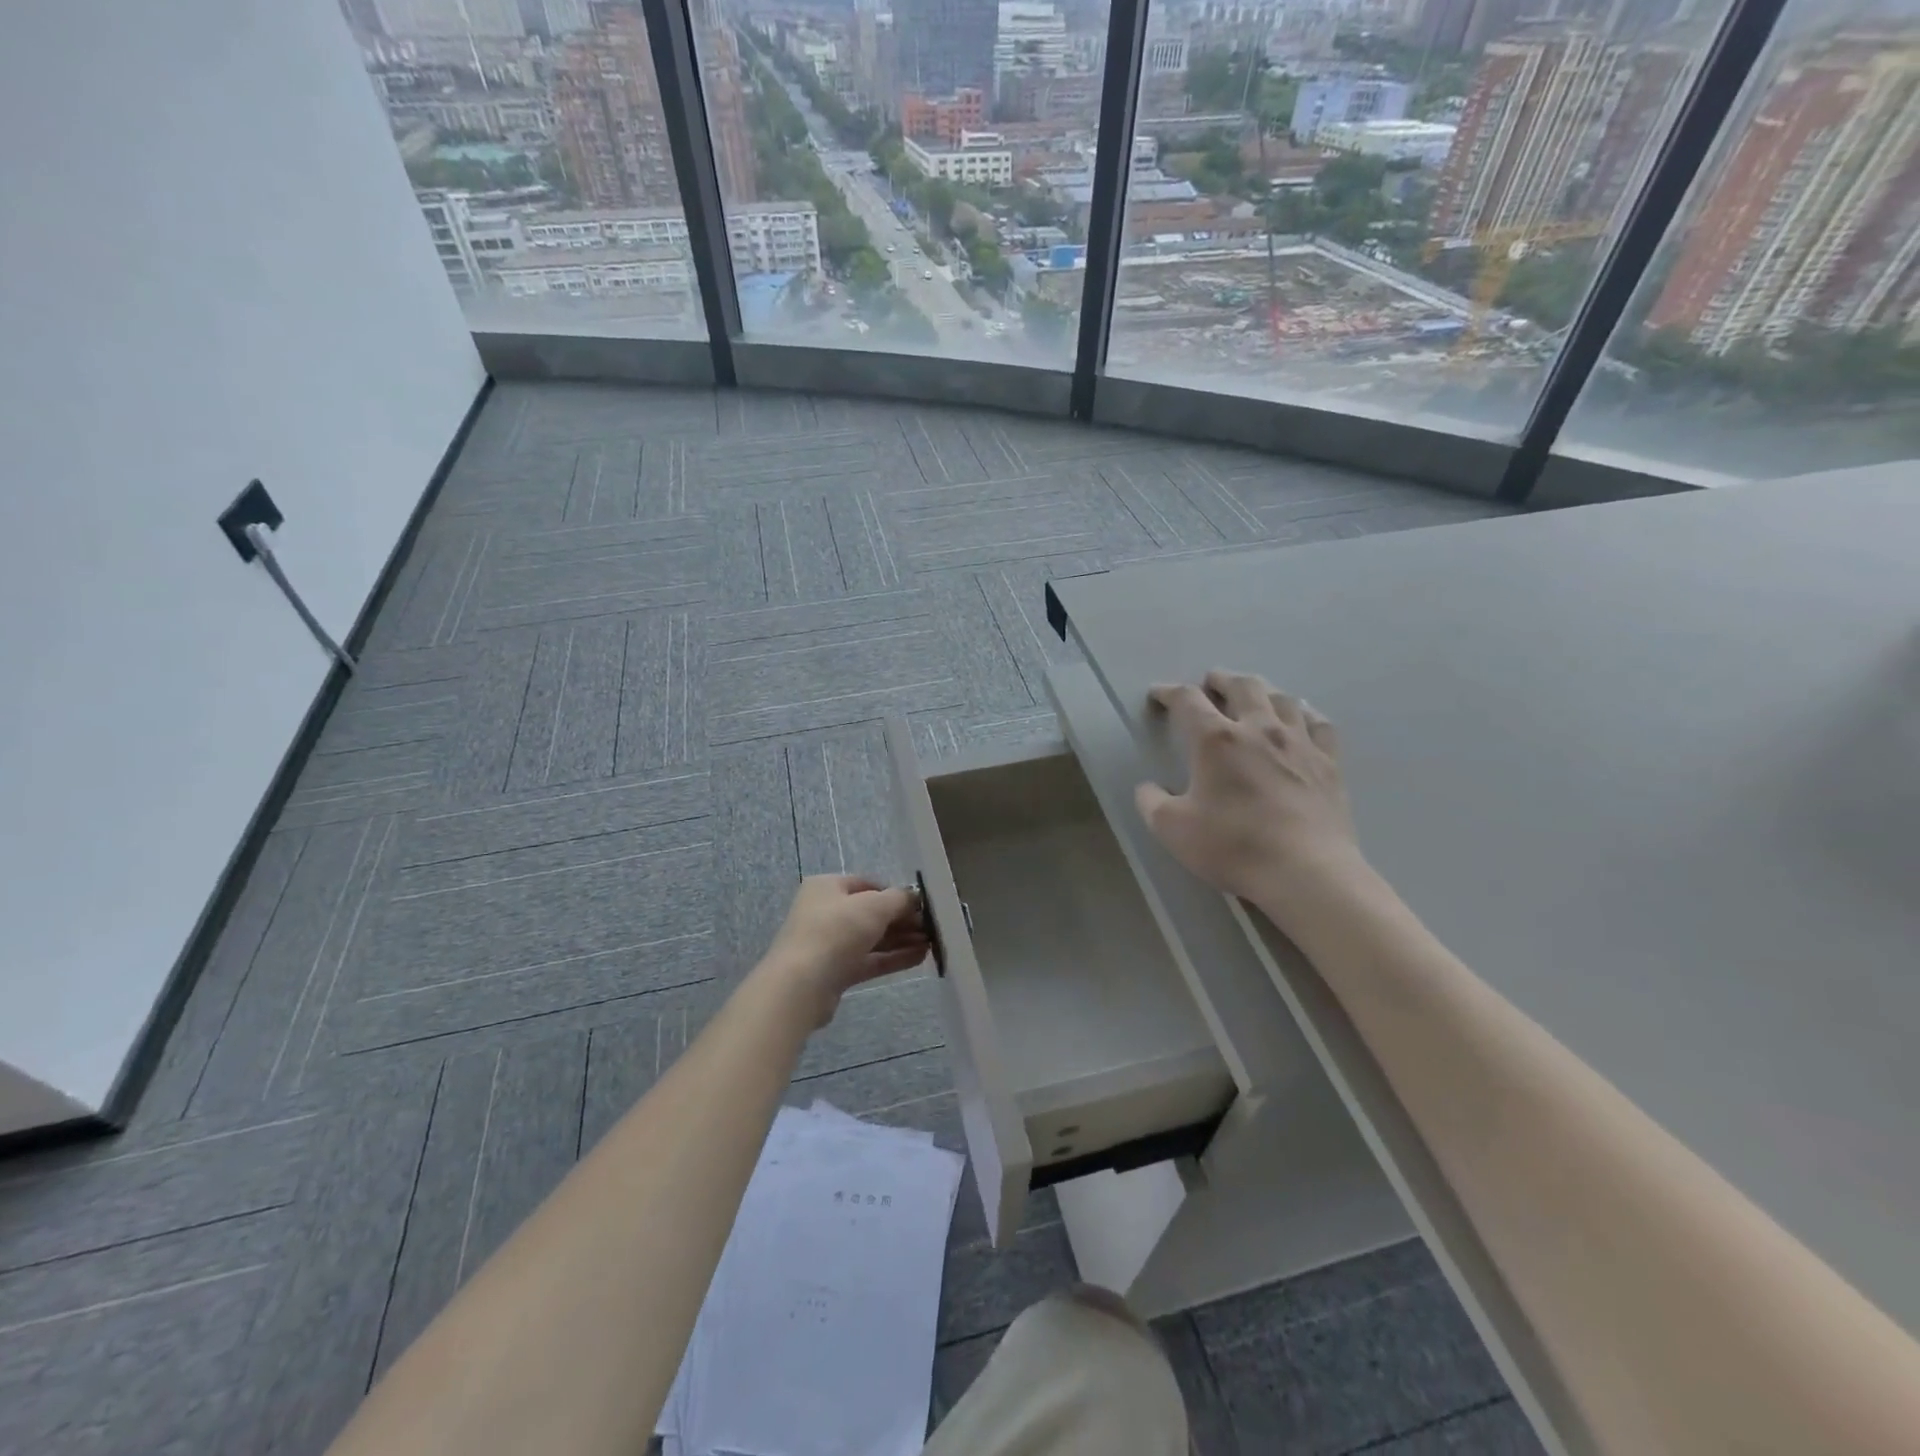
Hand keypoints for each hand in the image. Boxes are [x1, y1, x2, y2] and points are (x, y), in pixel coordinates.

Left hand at [761, 876, 929, 1025]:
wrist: (801, 984)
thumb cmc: (836, 931)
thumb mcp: (874, 906)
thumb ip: (899, 899)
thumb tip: (915, 897)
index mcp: (827, 887)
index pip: (867, 884)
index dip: (895, 893)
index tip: (921, 905)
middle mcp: (826, 912)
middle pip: (871, 912)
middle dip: (903, 919)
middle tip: (931, 927)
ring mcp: (829, 944)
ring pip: (872, 938)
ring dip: (902, 940)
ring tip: (932, 943)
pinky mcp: (835, 972)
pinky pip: (869, 960)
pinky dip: (893, 958)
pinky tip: (920, 958)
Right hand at [1135, 671, 1366, 919]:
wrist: (1306, 871)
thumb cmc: (1233, 846)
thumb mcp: (1172, 829)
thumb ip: (1151, 802)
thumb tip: (1147, 788)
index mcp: (1216, 739)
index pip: (1188, 700)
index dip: (1169, 692)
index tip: (1158, 694)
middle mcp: (1259, 728)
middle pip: (1242, 686)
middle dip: (1221, 679)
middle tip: (1211, 683)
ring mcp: (1299, 743)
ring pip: (1282, 698)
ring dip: (1262, 691)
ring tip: (1253, 696)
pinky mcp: (1329, 762)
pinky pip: (1318, 723)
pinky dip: (1303, 714)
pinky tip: (1300, 718)